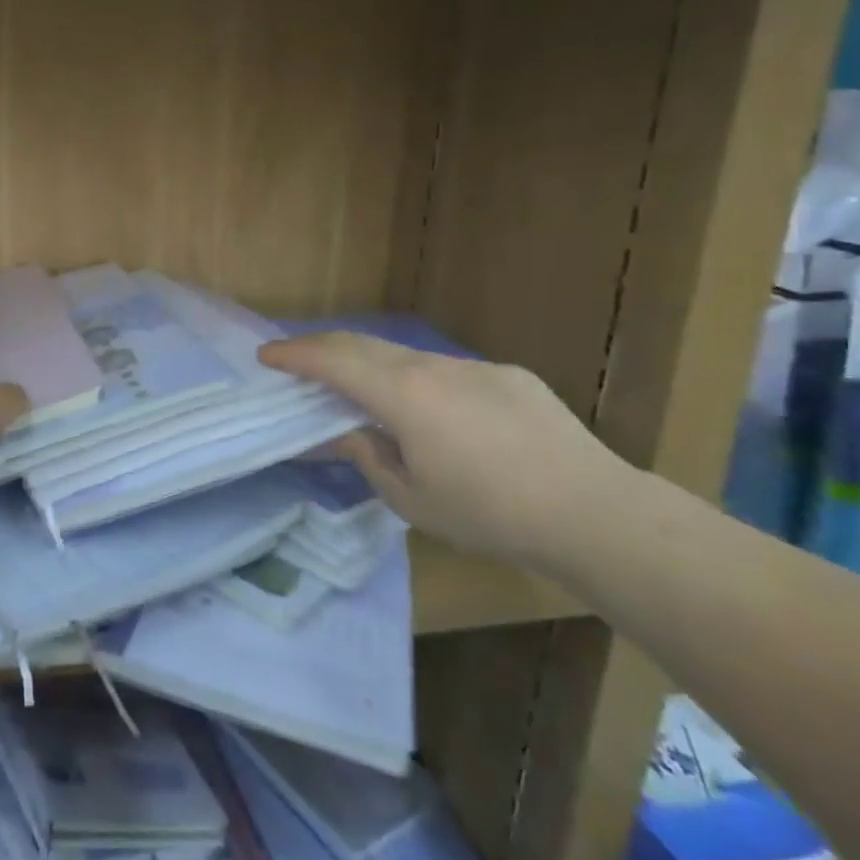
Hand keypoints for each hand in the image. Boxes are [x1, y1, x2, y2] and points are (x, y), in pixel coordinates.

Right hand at [260, 333, 631, 569]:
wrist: (593, 511)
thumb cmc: (489, 512)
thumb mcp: (412, 498)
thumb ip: (370, 458)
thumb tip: (349, 434)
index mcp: (403, 394)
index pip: (334, 361)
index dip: (294, 355)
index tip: (265, 355)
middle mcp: (433, 367)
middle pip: (365, 346)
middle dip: (324, 349)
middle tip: (298, 362)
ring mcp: (474, 367)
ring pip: (408, 358)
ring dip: (375, 368)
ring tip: (364, 395)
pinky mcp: (509, 376)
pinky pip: (449, 373)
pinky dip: (422, 384)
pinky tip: (440, 419)